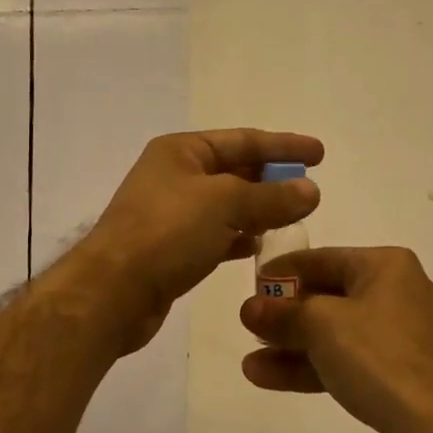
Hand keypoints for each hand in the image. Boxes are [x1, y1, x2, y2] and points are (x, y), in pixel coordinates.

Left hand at [70, 129, 322, 354]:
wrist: (113, 293)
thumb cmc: (167, 233)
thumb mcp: (225, 205)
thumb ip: (271, 197)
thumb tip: (310, 190)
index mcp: (182, 151)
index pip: (243, 139)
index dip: (284, 146)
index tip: (319, 154)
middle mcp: (175, 176)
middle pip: (235, 171)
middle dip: (272, 179)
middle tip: (310, 189)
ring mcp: (171, 214)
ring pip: (226, 206)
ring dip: (258, 210)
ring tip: (293, 218)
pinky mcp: (171, 249)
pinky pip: (214, 235)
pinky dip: (237, 238)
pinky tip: (257, 247)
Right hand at [239, 247, 432, 432]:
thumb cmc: (379, 356)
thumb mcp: (322, 325)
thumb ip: (283, 314)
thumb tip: (249, 308)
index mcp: (386, 266)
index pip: (323, 259)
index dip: (283, 272)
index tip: (250, 286)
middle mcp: (396, 292)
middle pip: (328, 297)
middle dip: (285, 316)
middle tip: (248, 327)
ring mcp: (399, 335)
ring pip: (335, 334)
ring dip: (292, 346)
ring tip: (250, 361)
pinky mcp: (398, 372)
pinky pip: (348, 360)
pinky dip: (313, 366)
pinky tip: (269, 377)